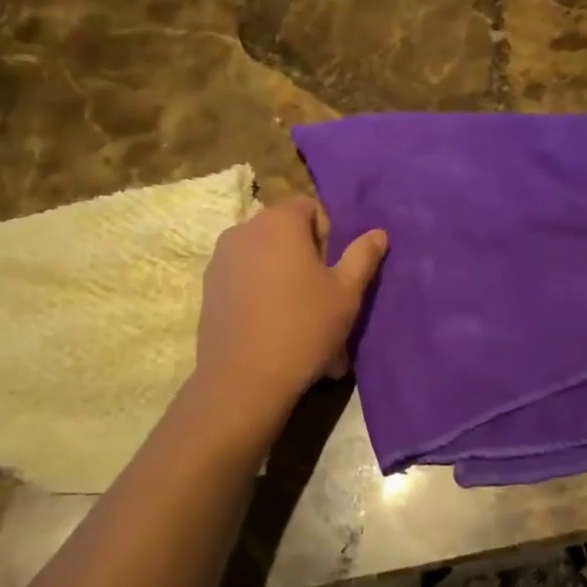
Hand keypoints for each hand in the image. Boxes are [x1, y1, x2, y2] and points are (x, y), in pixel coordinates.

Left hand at [194, 197, 387, 416]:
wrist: (244, 379)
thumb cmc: (304, 327)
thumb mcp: (346, 293)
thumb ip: (363, 256)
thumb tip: (378, 233)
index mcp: (279, 222)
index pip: (309, 207)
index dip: (327, 234)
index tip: (332, 269)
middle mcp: (244, 230)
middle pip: (283, 229)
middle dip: (304, 253)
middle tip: (319, 293)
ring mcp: (220, 258)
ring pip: (262, 254)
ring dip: (281, 271)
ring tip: (296, 313)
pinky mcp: (208, 286)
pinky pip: (243, 275)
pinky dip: (259, 289)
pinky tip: (269, 324)